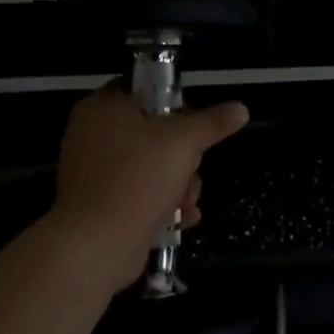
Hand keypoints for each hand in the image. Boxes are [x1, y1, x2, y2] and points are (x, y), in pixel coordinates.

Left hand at [53, 86, 249, 290]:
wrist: (96, 245)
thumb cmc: (137, 178)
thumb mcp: (184, 142)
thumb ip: (213, 123)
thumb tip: (240, 109)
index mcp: (103, 107)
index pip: (143, 88)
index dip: (173, 101)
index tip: (194, 121)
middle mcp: (93, 135)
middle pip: (152, 132)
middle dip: (184, 156)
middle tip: (193, 168)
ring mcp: (94, 173)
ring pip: (150, 166)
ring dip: (179, 185)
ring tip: (187, 202)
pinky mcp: (100, 205)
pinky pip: (138, 194)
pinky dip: (161, 205)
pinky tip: (182, 219)